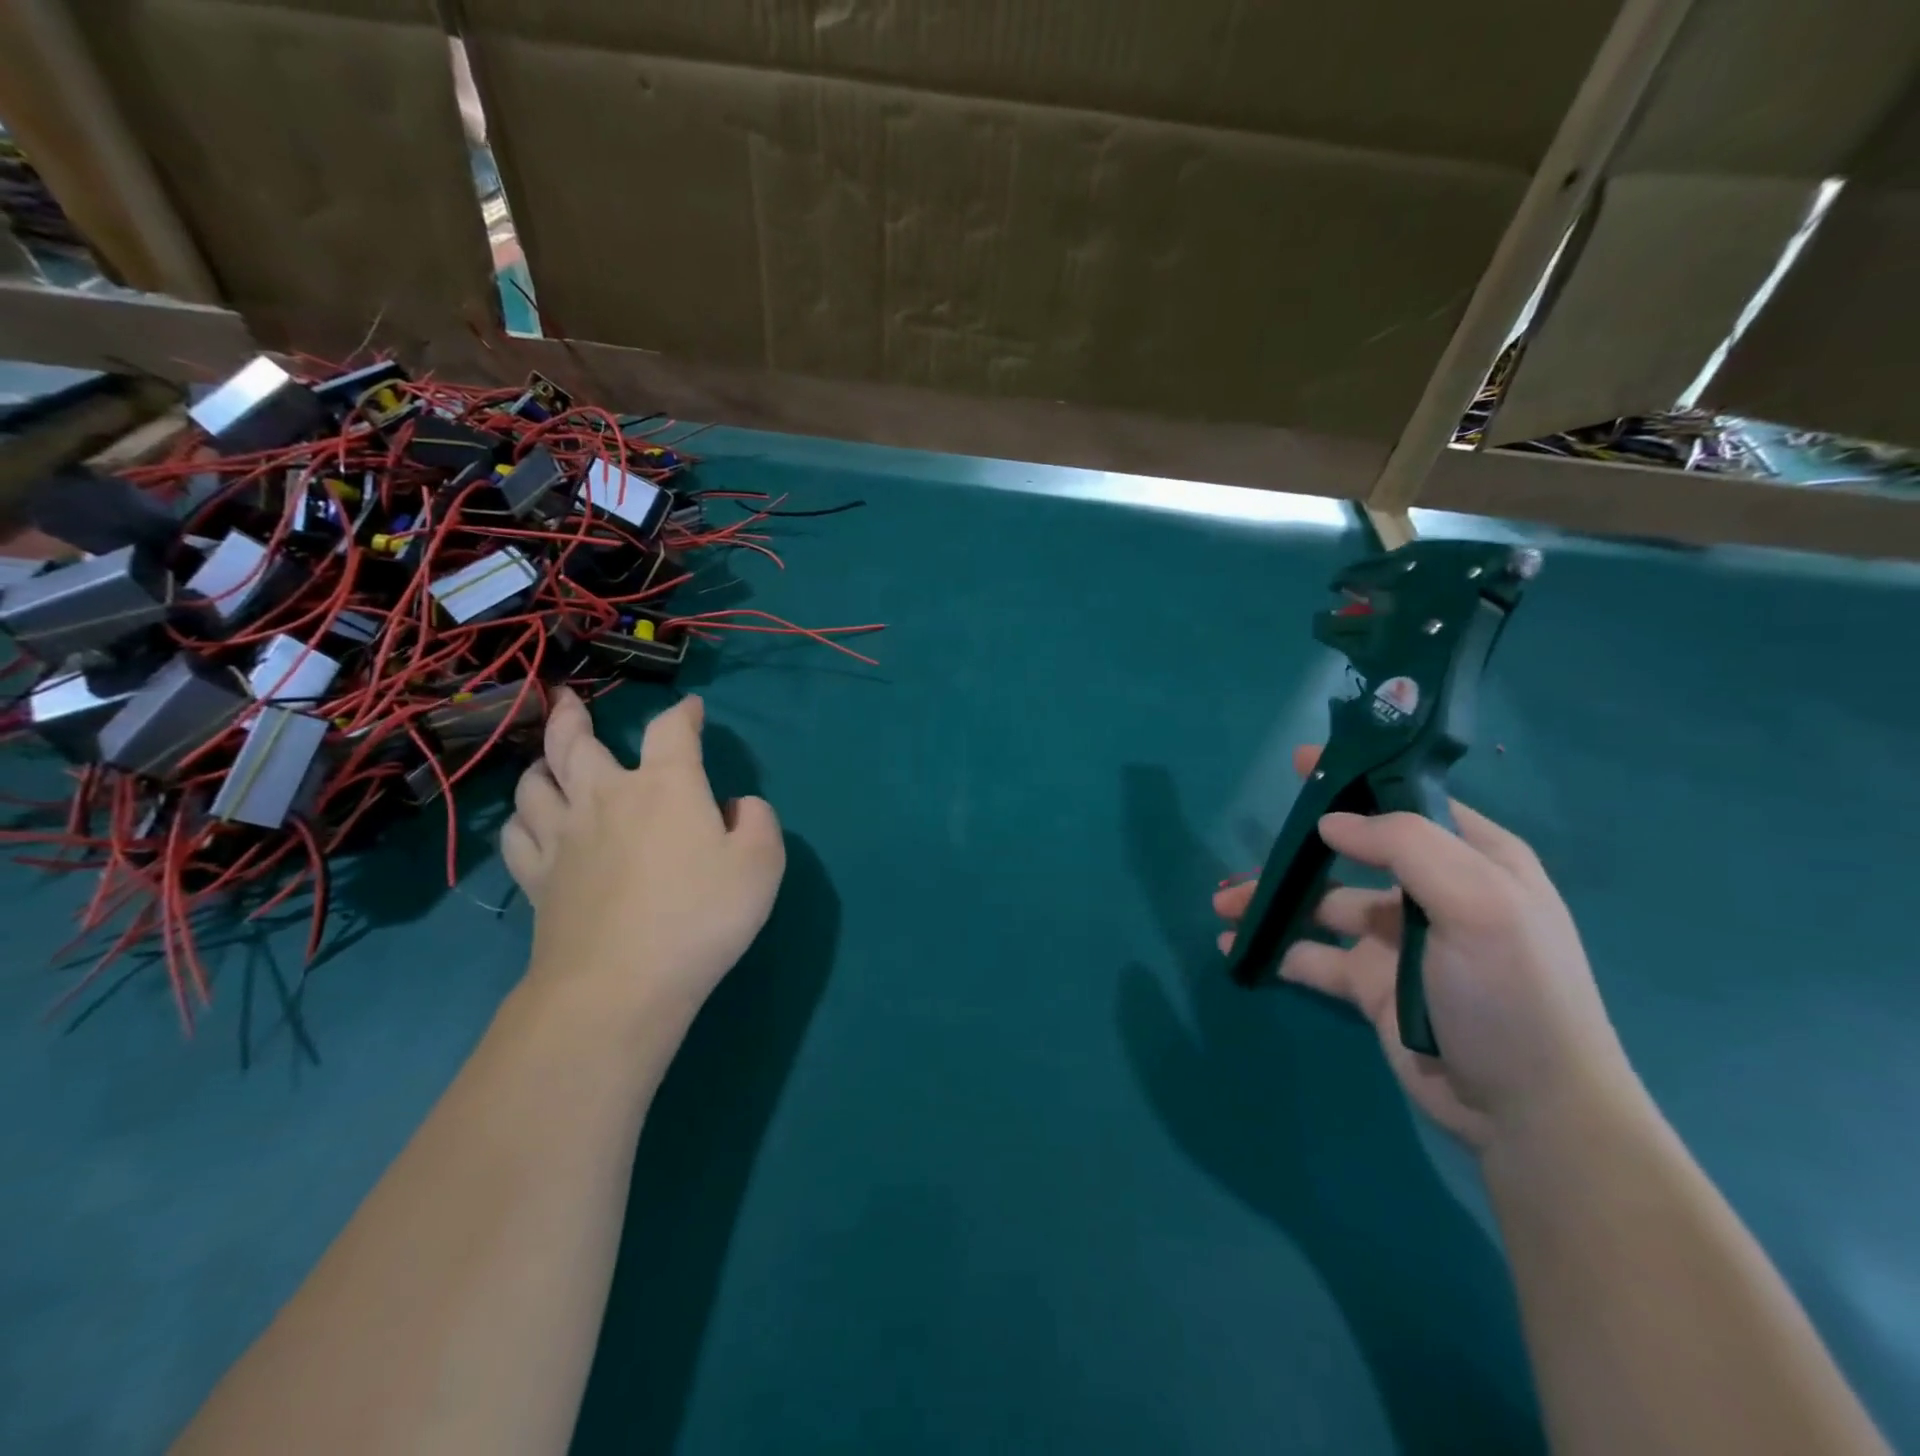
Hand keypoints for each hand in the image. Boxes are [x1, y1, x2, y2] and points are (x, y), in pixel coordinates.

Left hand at [501, 690, 785, 1020]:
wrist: (622, 984)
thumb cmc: (701, 916)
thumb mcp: (761, 864)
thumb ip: (757, 821)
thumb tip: (735, 807)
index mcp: (664, 786)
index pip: (671, 730)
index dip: (684, 714)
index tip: (692, 709)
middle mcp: (606, 797)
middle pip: (576, 741)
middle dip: (573, 716)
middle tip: (568, 699)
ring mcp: (562, 837)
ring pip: (534, 783)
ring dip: (542, 763)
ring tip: (548, 761)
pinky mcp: (535, 878)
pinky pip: (516, 833)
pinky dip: (523, 819)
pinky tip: (532, 822)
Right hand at [1215, 746, 1639, 1151]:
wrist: (1529, 1114)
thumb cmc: (1512, 994)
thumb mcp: (1477, 905)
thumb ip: (1405, 846)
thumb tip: (1331, 822)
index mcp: (1472, 861)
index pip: (1407, 802)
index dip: (1355, 779)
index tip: (1301, 764)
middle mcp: (1432, 893)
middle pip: (1351, 853)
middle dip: (1298, 848)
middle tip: (1247, 848)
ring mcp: (1398, 941)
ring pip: (1322, 904)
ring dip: (1274, 900)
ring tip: (1223, 906)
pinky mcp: (1372, 985)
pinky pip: (1313, 955)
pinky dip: (1276, 948)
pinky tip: (1239, 948)